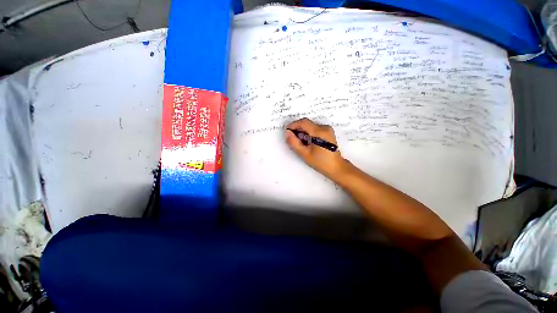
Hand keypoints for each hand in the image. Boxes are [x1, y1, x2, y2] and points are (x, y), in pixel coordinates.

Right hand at [285, 118, 348, 179]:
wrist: (336, 167)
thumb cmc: (320, 162)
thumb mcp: (304, 154)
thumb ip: (294, 143)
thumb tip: (287, 133)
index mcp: (319, 132)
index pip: (303, 122)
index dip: (293, 125)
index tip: (287, 131)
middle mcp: (324, 127)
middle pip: (307, 123)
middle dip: (297, 129)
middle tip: (292, 138)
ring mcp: (327, 129)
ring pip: (310, 126)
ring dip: (302, 131)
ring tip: (299, 142)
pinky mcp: (328, 132)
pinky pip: (315, 129)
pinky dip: (308, 133)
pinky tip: (306, 142)